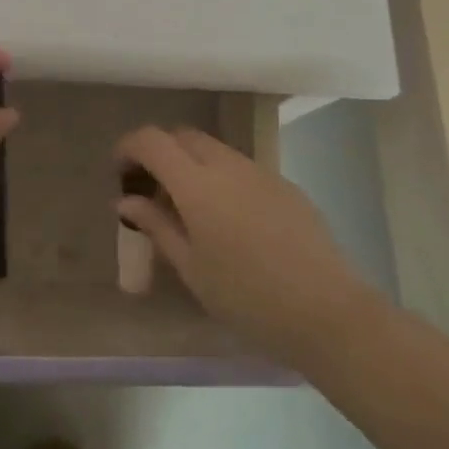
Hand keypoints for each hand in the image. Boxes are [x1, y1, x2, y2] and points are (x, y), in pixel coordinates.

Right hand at [115, 126, 386, 370]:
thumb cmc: (247, 298)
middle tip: (152, 188)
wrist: (327, 312)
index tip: (120, 171)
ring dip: (191, 164)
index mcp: (197, 184)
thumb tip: (127, 200)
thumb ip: (156, 226)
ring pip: (214, 149)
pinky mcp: (285, 185)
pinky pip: (241, 167)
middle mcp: (227, 165)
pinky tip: (229, 219)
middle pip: (183, 136)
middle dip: (161, 152)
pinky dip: (221, 177)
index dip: (129, 147)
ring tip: (189, 207)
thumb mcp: (191, 268)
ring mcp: (260, 171)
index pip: (152, 140)